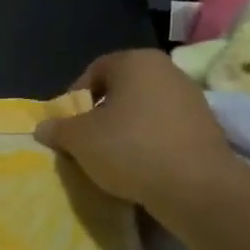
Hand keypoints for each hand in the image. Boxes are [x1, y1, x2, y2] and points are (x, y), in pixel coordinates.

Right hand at [34, 49, 243, 216]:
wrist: (197, 187)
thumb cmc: (130, 149)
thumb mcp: (79, 139)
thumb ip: (58, 129)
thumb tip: (43, 127)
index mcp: (136, 61)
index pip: (94, 71)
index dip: (74, 98)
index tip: (67, 126)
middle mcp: (167, 71)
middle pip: (121, 91)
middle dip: (100, 115)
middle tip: (85, 143)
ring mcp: (191, 99)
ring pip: (143, 111)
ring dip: (124, 131)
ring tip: (111, 159)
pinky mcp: (205, 128)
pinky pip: (164, 130)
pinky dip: (148, 144)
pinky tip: (139, 168)